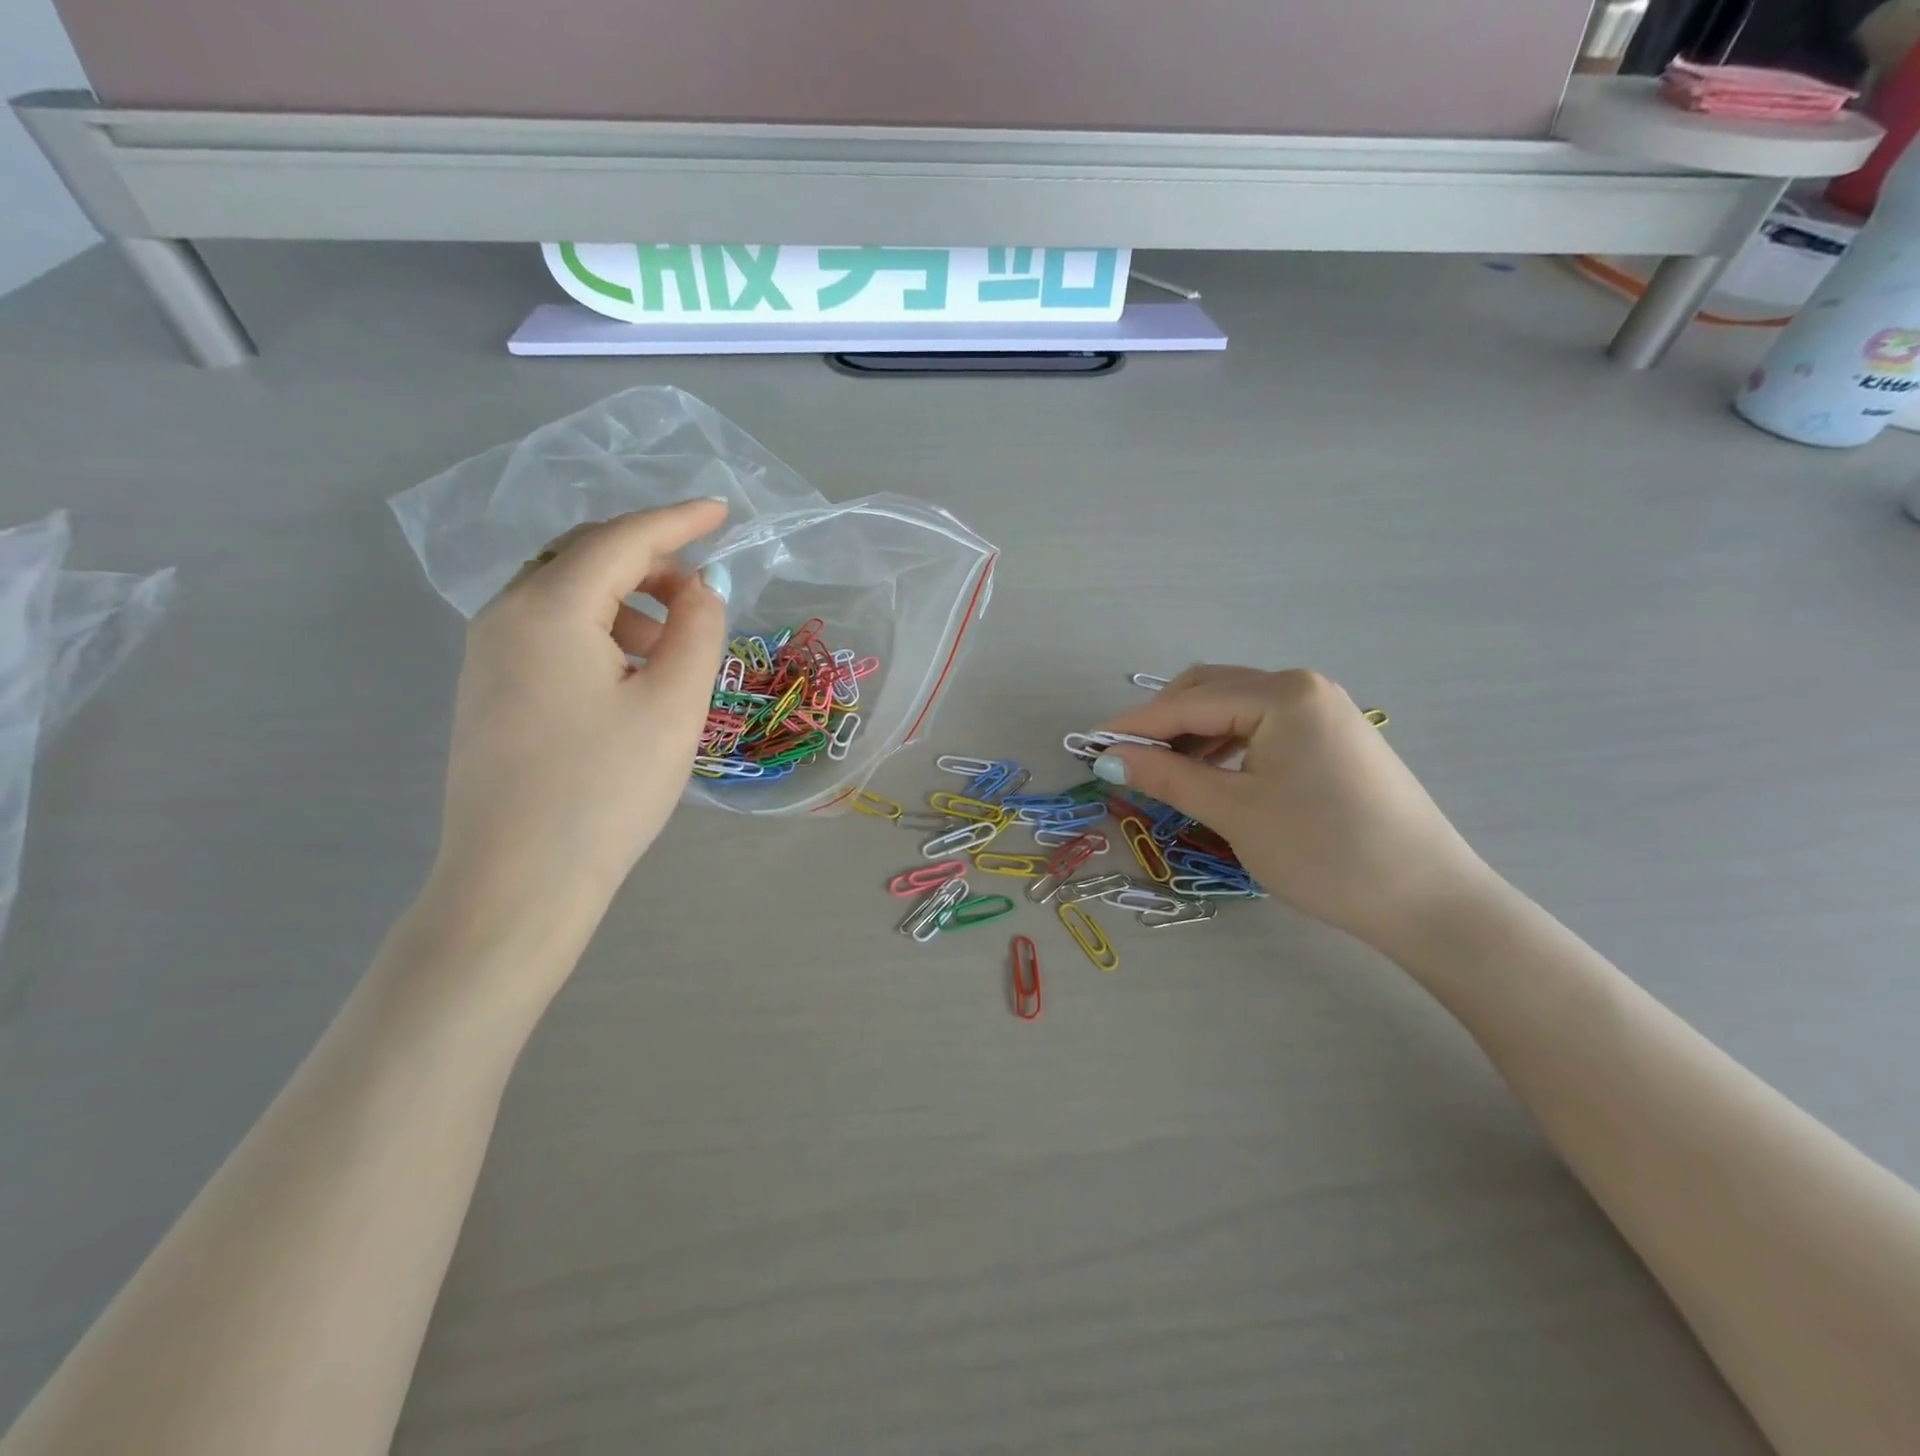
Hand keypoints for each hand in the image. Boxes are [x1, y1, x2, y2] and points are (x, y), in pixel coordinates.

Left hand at [427, 500, 731, 948]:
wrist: (517, 882)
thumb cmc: (605, 789)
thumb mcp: (673, 704)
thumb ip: (697, 629)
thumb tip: (700, 589)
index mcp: (547, 609)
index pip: (620, 541)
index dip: (677, 521)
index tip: (722, 511)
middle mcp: (504, 617)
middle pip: (583, 558)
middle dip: (648, 558)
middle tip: (702, 584)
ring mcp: (487, 656)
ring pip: (564, 596)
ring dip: (625, 599)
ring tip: (672, 642)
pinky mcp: (488, 692)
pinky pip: (549, 632)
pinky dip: (598, 630)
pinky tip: (628, 674)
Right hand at [1093, 667, 1497, 954]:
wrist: (1427, 900)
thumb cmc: (1323, 851)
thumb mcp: (1234, 811)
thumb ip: (1167, 775)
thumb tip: (1108, 757)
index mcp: (1282, 693)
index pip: (1188, 702)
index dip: (1134, 725)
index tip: (1088, 746)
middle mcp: (1303, 687)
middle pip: (1212, 692)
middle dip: (1163, 722)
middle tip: (1124, 759)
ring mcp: (1324, 710)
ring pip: (1236, 709)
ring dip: (1193, 733)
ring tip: (1160, 769)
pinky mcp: (1333, 738)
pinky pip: (1263, 727)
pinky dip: (1226, 744)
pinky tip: (1209, 772)